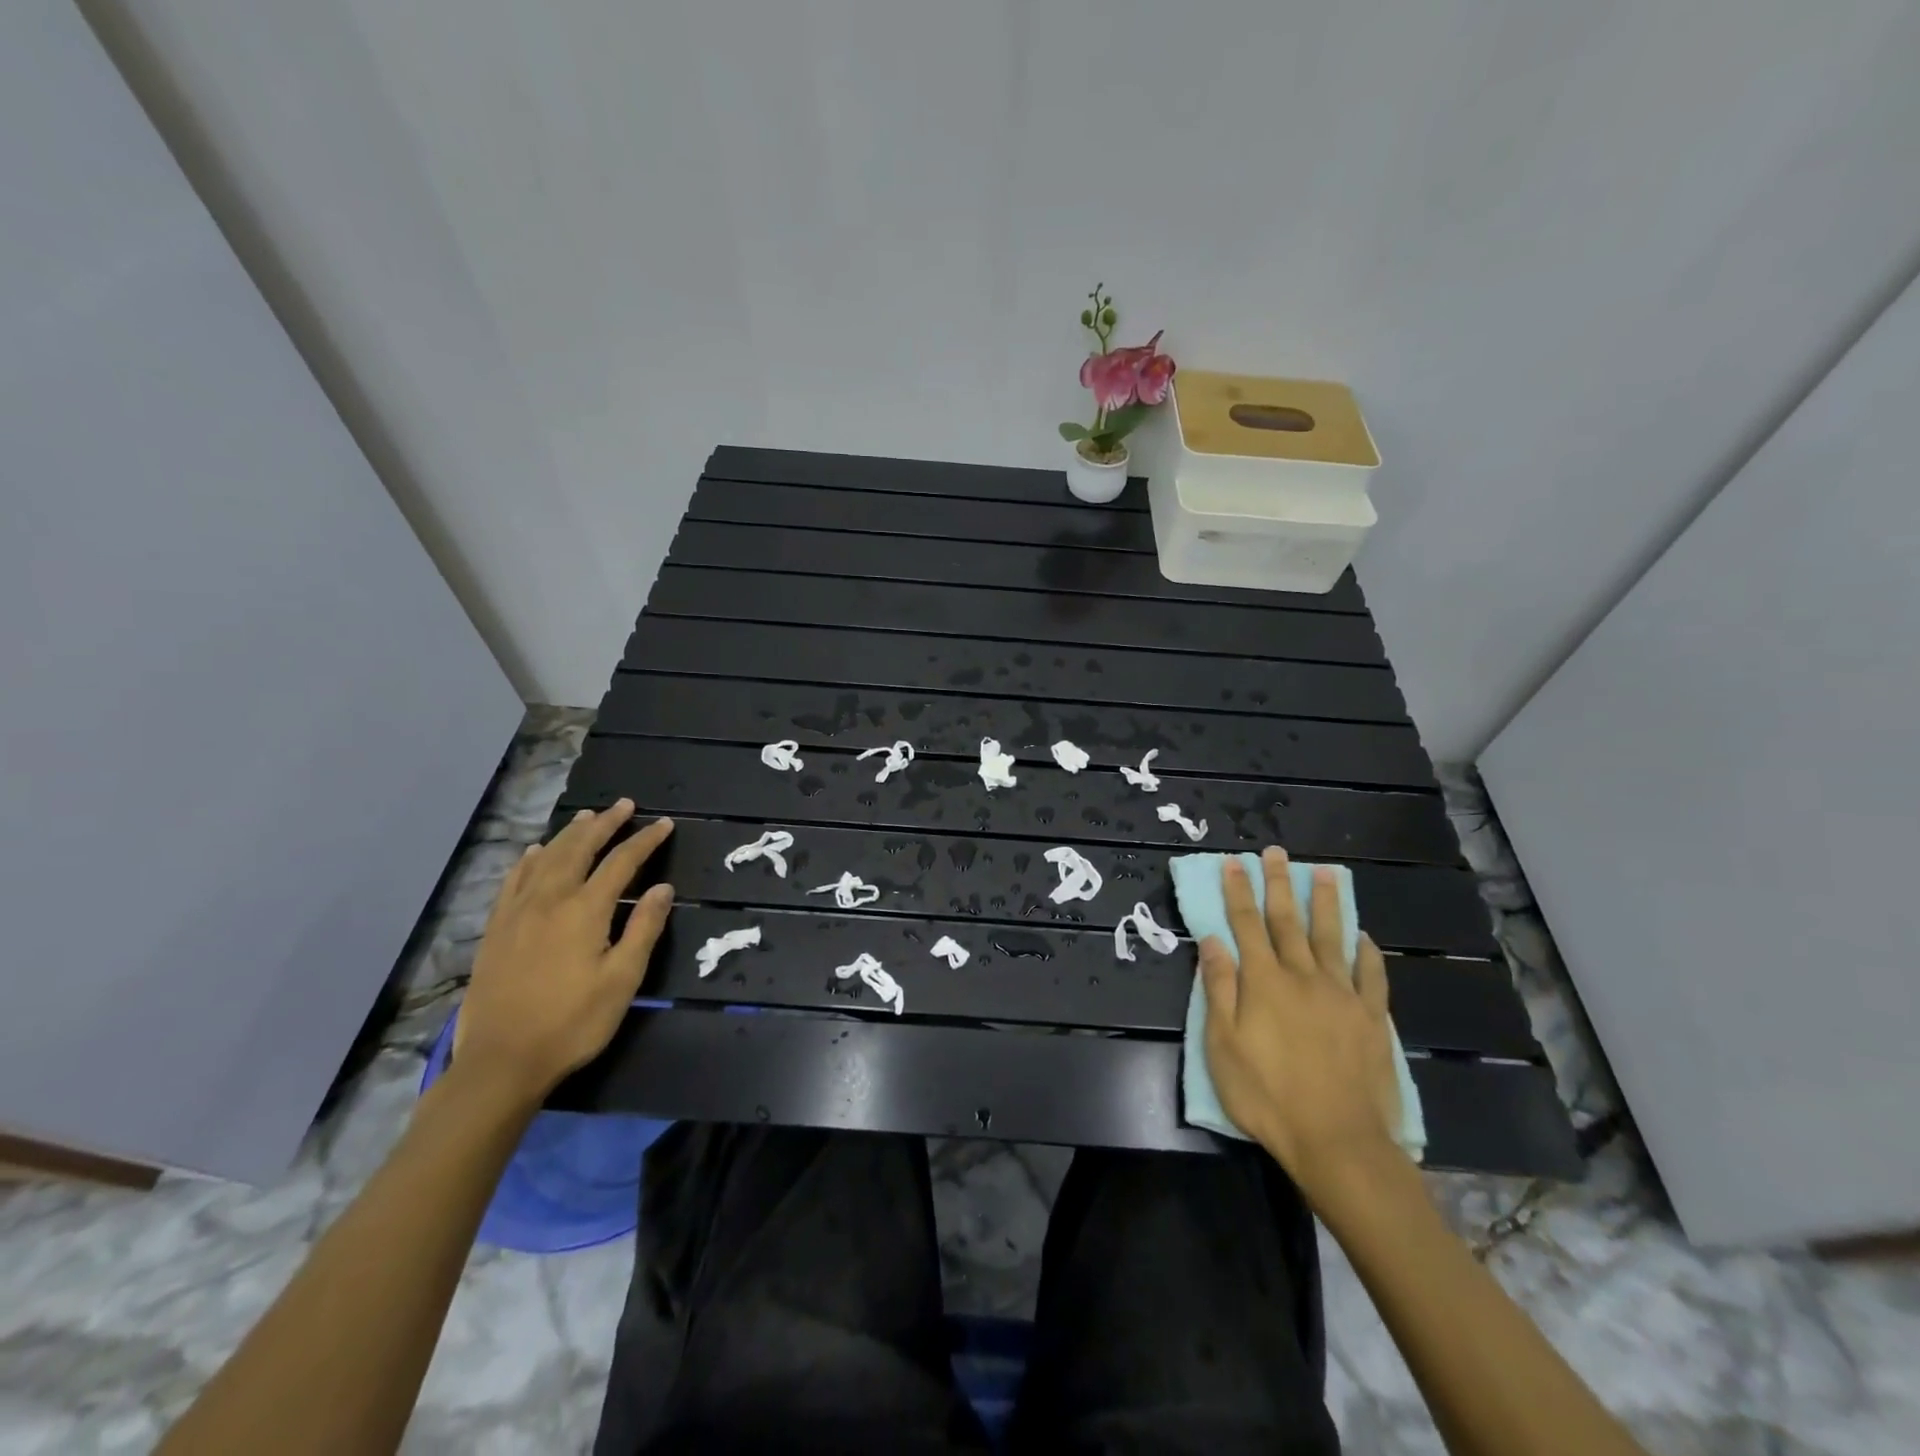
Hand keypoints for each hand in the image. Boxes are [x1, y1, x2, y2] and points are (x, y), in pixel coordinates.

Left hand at [453, 801, 673, 1102]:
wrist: (501, 1061)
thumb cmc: (572, 1023)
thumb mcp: (622, 980)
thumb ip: (643, 929)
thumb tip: (663, 888)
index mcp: (585, 910)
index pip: (622, 862)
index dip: (645, 841)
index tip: (664, 824)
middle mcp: (550, 900)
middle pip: (580, 849)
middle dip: (605, 824)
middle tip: (624, 805)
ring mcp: (517, 912)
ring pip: (546, 858)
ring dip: (570, 834)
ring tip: (587, 817)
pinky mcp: (496, 929)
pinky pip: (513, 880)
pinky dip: (529, 860)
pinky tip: (535, 851)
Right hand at [1198, 846, 1404, 1193]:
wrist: (1337, 1141)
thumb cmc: (1268, 1095)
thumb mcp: (1223, 1044)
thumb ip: (1219, 988)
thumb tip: (1213, 939)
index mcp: (1264, 981)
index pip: (1247, 924)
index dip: (1238, 891)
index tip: (1234, 863)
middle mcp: (1303, 977)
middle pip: (1288, 921)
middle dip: (1279, 884)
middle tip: (1277, 853)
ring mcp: (1342, 995)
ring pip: (1332, 937)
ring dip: (1325, 903)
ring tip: (1324, 873)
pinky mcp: (1371, 1018)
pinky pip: (1371, 976)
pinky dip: (1367, 952)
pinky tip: (1363, 935)